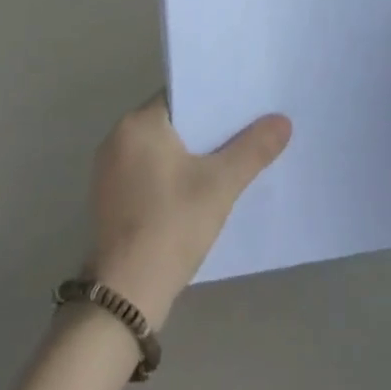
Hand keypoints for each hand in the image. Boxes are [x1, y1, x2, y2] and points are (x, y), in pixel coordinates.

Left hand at [88, 97, 290, 329]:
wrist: (126, 293)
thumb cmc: (172, 225)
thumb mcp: (220, 185)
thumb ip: (253, 149)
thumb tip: (282, 121)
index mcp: (137, 123)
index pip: (180, 96)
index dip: (213, 100)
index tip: (243, 106)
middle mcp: (116, 138)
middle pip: (170, 122)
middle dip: (205, 129)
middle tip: (244, 132)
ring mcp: (108, 170)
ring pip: (158, 149)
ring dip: (188, 154)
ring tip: (227, 160)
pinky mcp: (109, 198)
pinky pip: (146, 172)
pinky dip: (170, 175)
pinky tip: (196, 191)